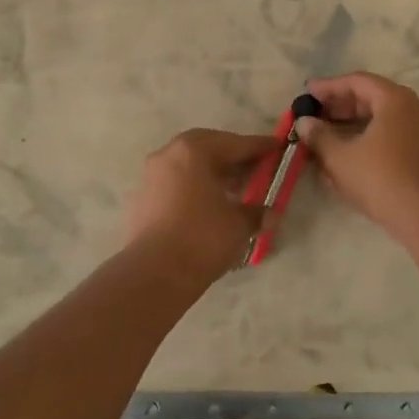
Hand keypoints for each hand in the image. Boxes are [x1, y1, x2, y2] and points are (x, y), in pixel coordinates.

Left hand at [124, 129, 278, 286]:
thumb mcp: (239, 224)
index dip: (259, 146)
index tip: (277, 145)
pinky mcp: (141, 200)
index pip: (234, 143)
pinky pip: (175, 184)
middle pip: (207, 148)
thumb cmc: (202, 238)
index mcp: (193, 151)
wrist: (155, 274)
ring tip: (235, 190)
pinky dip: (194, 188)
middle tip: (254, 167)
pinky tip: (209, 206)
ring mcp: (150, 177)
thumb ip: (255, 212)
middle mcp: (168, 155)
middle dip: (232, 156)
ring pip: (188, 166)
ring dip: (212, 173)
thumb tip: (268, 213)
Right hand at [295, 73, 418, 237]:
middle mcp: (411, 108)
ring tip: (322, 136)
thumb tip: (304, 123)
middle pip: (369, 98)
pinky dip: (364, 140)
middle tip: (312, 115)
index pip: (357, 82)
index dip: (328, 86)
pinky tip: (343, 155)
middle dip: (338, 107)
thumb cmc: (379, 177)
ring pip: (378, 120)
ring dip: (349, 126)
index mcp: (394, 99)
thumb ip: (319, 136)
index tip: (306, 92)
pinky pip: (387, 137)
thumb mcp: (340, 156)